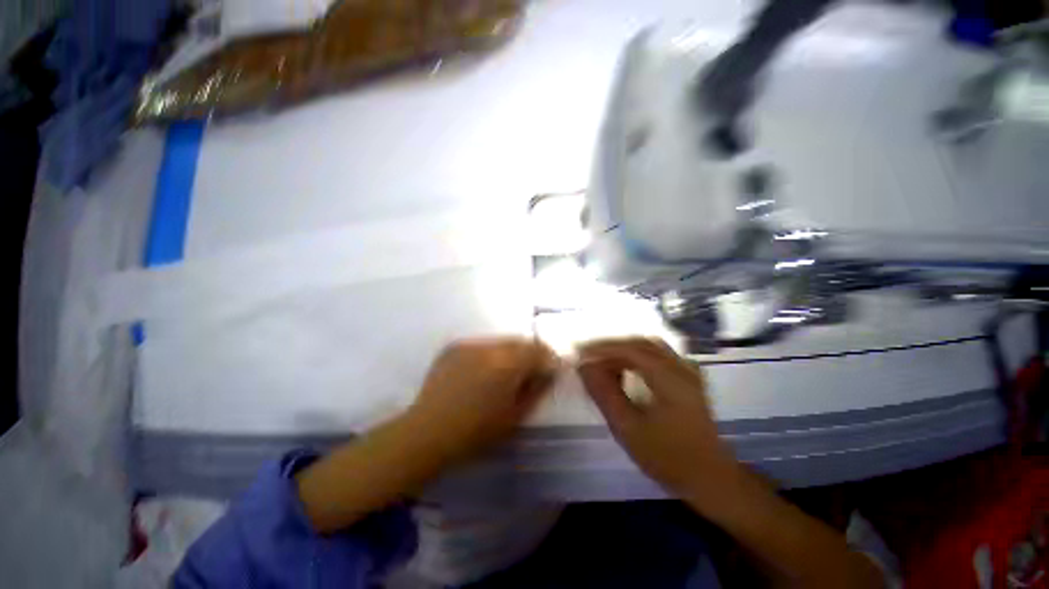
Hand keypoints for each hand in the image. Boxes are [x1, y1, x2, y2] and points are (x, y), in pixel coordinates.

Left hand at [298, 337, 556, 532]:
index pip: (539, 350)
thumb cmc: (475, 432)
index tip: (551, 370)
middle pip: (521, 341)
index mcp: (508, 364)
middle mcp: (490, 346)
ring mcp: (469, 343)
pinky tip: (482, 372)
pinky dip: (490, 354)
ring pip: (501, 341)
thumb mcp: (515, 416)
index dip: (549, 359)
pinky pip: (481, 345)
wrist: (426, 432)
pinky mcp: (454, 346)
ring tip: (504, 372)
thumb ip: (537, 389)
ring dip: (510, 353)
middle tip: (530, 371)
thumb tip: (549, 372)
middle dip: (531, 354)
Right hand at [577, 338, 737, 504]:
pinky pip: (657, 355)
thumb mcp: (629, 428)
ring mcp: (687, 371)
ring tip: (602, 363)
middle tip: (588, 357)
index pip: (629, 349)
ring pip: (649, 347)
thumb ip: (604, 393)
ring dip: (623, 350)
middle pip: (639, 343)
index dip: (601, 348)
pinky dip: (636, 357)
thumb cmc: (669, 458)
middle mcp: (680, 366)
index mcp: (669, 377)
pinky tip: (626, 369)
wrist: (711, 479)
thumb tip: (584, 366)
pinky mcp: (687, 379)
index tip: (579, 354)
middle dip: (610, 347)